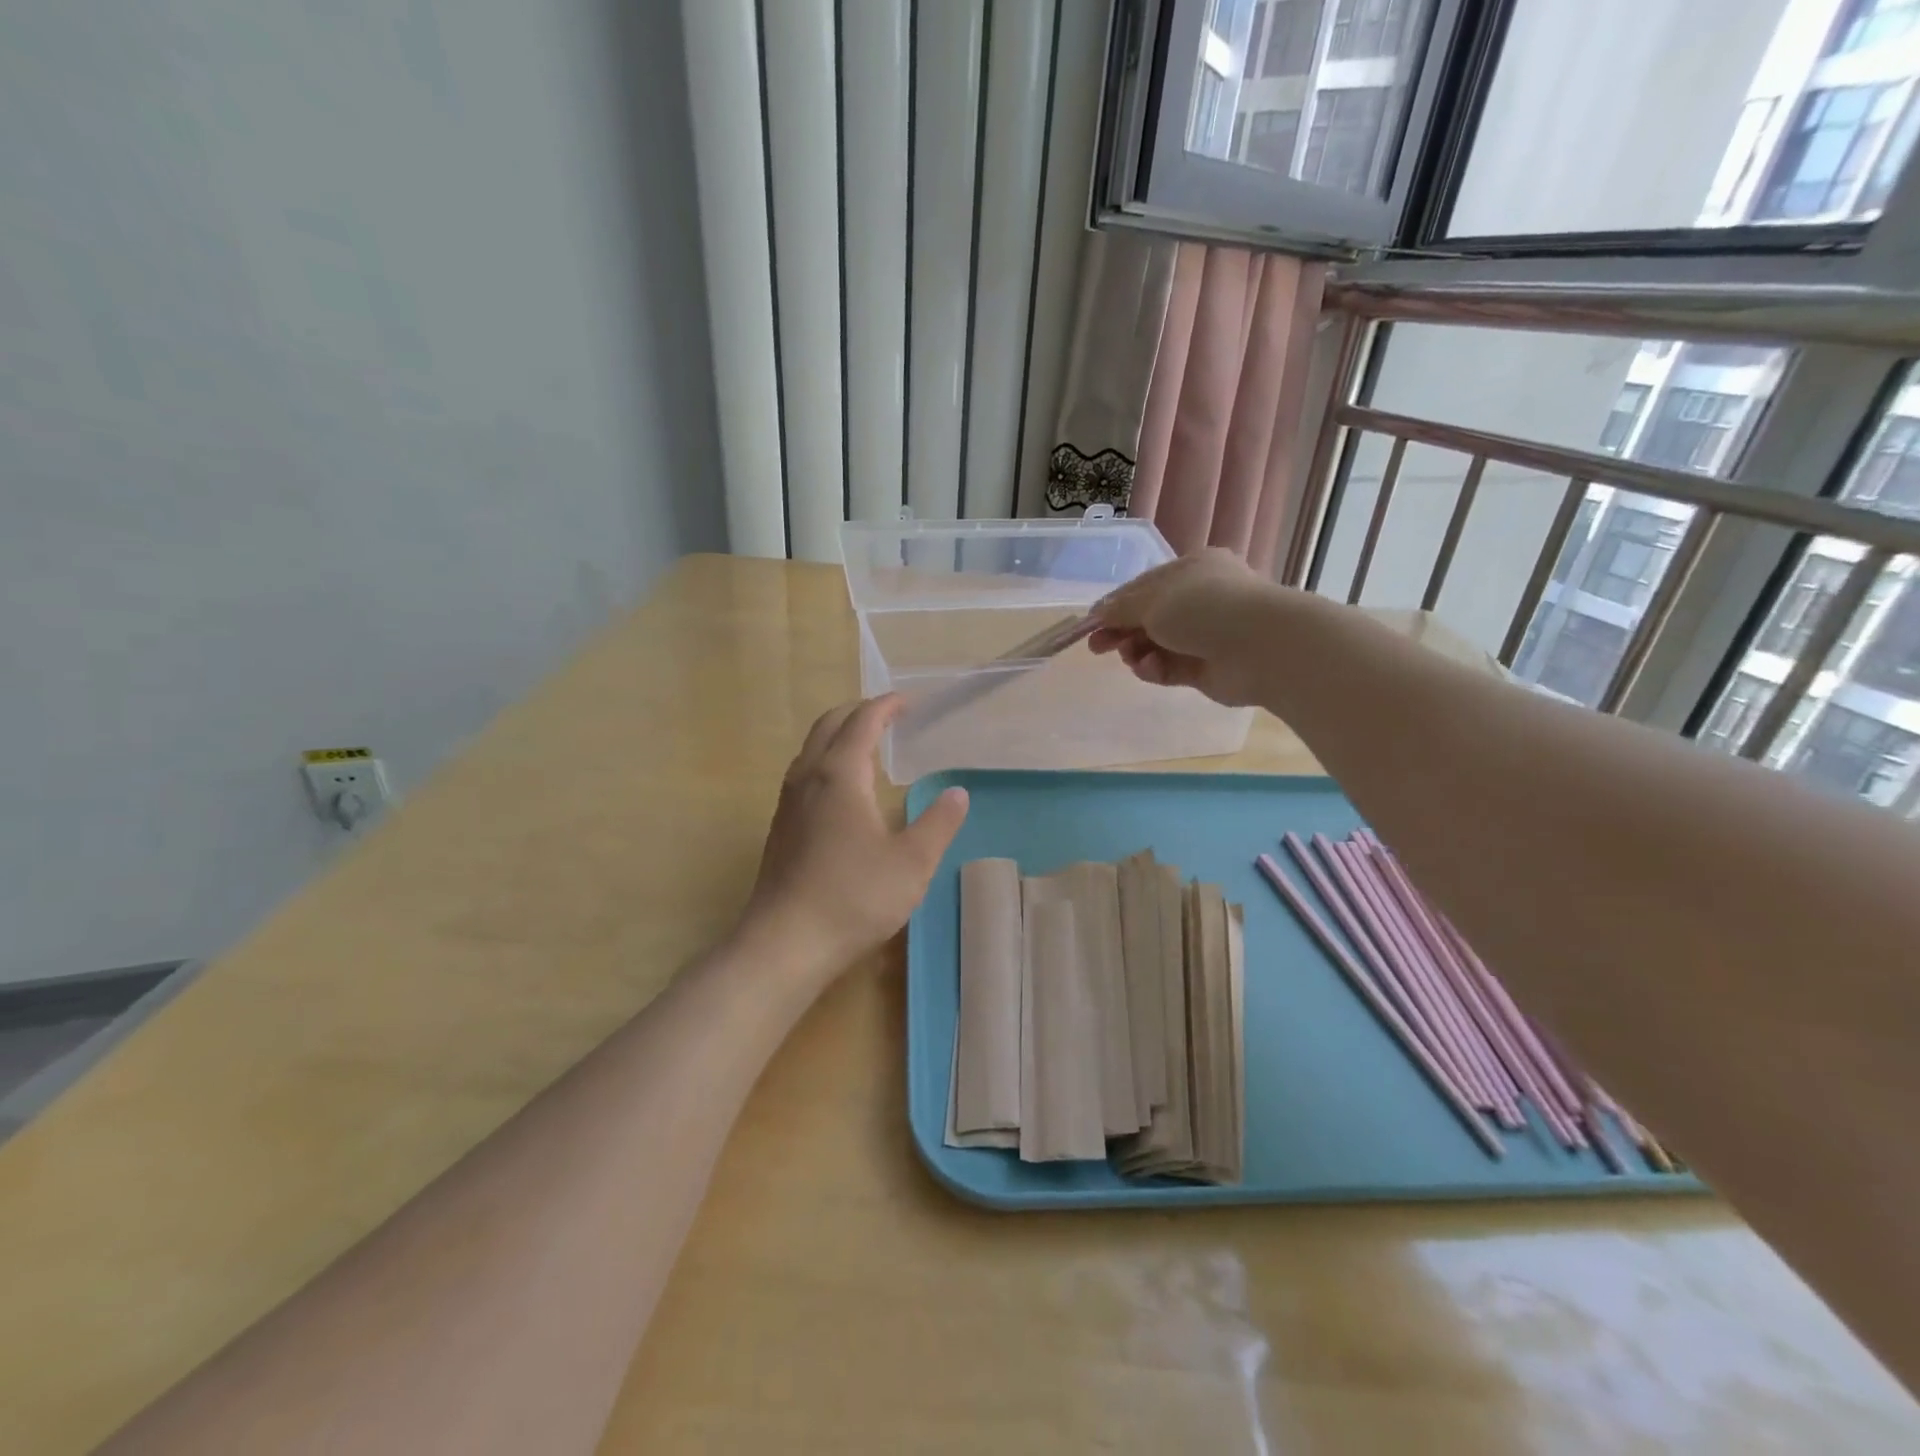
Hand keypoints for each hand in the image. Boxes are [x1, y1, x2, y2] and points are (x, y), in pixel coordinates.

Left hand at [739, 695, 969, 986]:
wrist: (784, 943)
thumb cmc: (853, 897)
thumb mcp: (912, 862)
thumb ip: (938, 823)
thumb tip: (957, 793)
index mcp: (839, 774)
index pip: (863, 721)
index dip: (887, 706)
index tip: (910, 702)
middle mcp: (807, 777)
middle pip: (829, 724)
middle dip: (860, 712)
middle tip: (891, 717)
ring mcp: (788, 802)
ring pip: (811, 748)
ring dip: (840, 735)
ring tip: (870, 747)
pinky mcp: (780, 827)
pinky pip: (804, 773)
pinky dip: (828, 760)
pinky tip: (845, 791)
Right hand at [1088, 548, 1281, 706]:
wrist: (1262, 647)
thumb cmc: (1205, 608)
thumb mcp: (1153, 599)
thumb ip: (1121, 608)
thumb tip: (1097, 613)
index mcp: (1191, 571)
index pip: (1144, 587)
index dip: (1115, 605)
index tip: (1090, 624)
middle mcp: (1199, 600)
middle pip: (1148, 617)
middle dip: (1121, 631)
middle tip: (1097, 648)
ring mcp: (1204, 636)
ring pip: (1156, 645)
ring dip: (1137, 652)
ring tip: (1131, 658)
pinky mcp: (1206, 668)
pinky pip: (1169, 668)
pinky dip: (1155, 669)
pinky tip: (1151, 669)